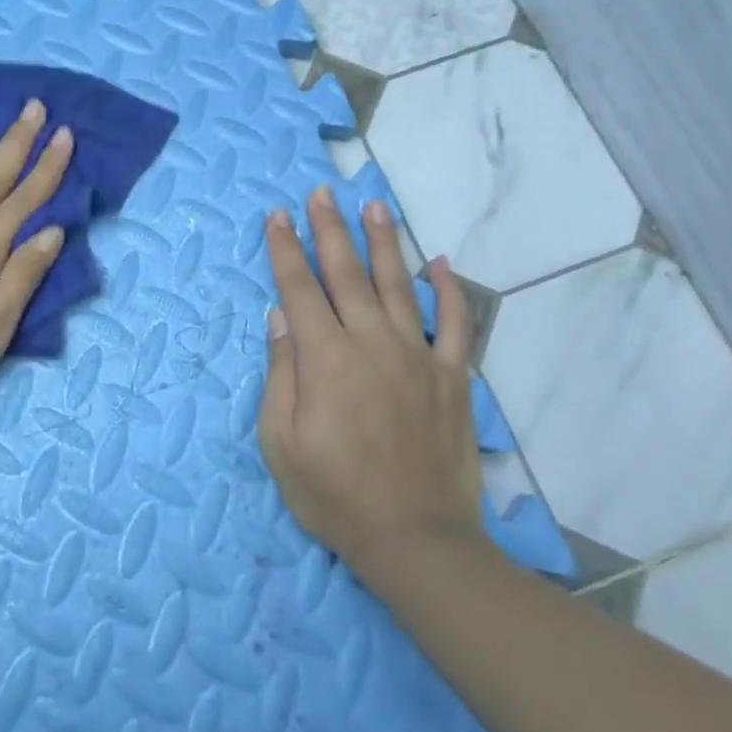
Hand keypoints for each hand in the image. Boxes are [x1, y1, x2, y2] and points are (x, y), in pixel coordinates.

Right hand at [258, 186, 485, 574]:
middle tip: (322, 193)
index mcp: (326, 360)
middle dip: (330, 230)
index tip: (278, 217)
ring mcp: (416, 357)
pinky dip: (447, 291)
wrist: (415, 538)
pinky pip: (453, 324)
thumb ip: (281, 375)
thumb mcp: (281, 444)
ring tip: (373, 205)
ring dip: (383, 242)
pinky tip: (439, 263)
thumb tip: (279, 317)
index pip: (299, 289)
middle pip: (346, 274)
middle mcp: (371, 344)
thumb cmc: (335, 495)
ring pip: (396, 286)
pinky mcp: (451, 377)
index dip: (286, 250)